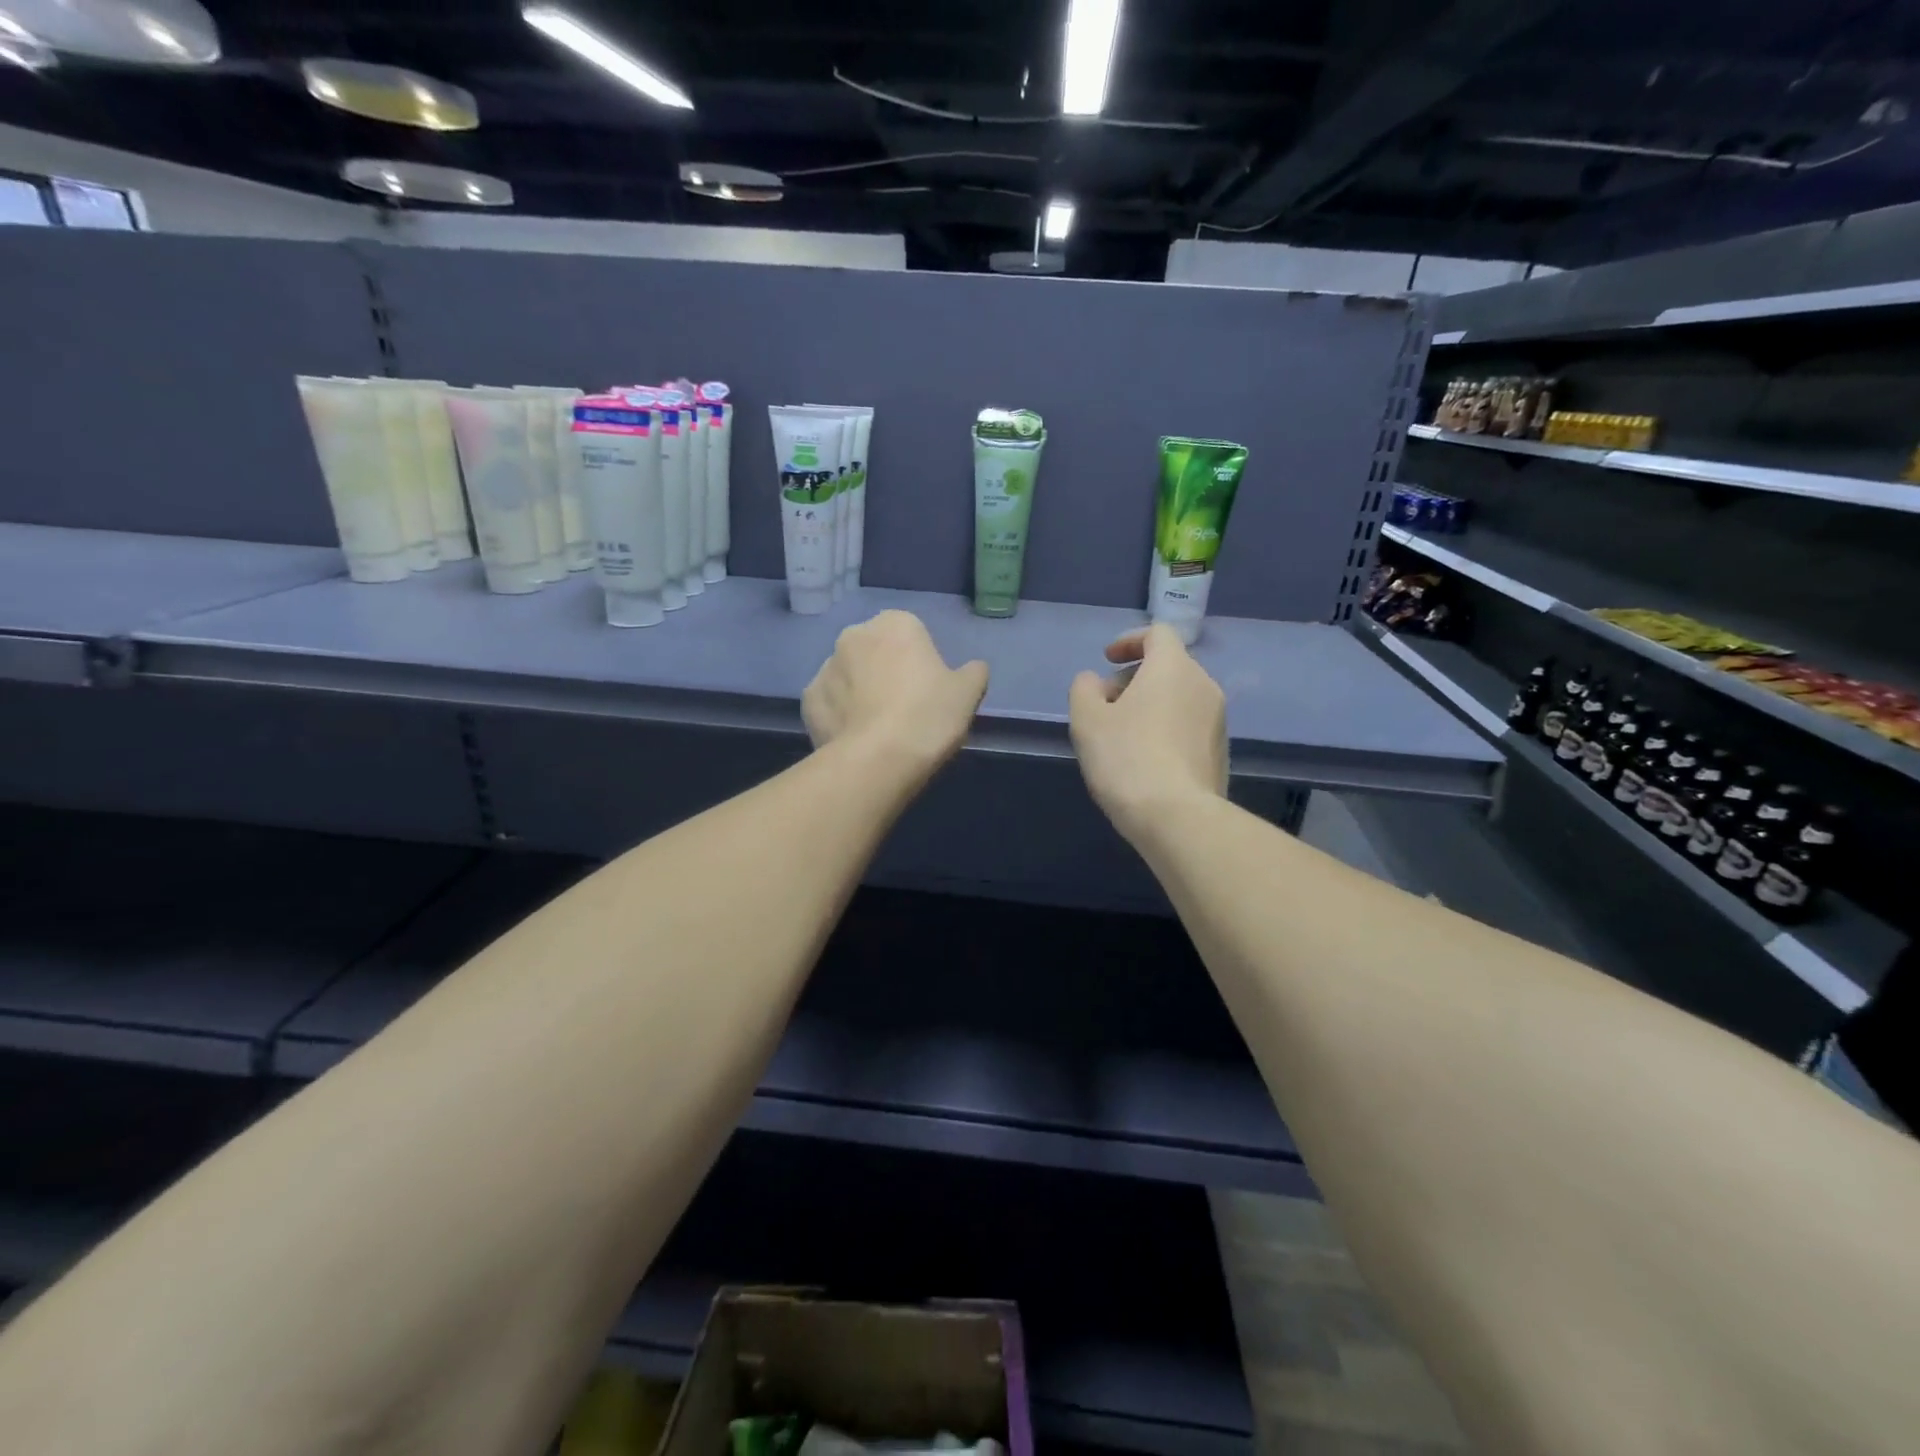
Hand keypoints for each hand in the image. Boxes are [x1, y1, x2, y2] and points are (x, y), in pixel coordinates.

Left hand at [803, 610, 988, 777]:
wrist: (877, 760)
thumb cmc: (928, 716)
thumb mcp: (969, 693)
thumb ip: (973, 672)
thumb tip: (973, 668)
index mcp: (896, 623)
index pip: (911, 633)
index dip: (920, 662)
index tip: (928, 691)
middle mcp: (854, 635)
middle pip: (875, 650)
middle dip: (885, 671)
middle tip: (904, 709)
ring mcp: (825, 667)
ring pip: (849, 676)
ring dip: (860, 691)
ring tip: (878, 728)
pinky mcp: (808, 699)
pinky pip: (830, 702)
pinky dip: (840, 715)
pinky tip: (855, 738)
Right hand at [1069, 624, 1227, 843]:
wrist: (1177, 817)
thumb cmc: (1127, 758)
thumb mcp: (1087, 720)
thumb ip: (1084, 689)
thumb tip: (1095, 682)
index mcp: (1173, 668)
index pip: (1157, 634)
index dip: (1129, 641)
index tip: (1107, 660)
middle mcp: (1204, 685)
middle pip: (1168, 666)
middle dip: (1134, 678)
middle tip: (1105, 705)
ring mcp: (1218, 721)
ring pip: (1179, 698)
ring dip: (1150, 705)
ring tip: (1121, 736)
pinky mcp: (1220, 752)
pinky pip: (1189, 726)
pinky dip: (1166, 729)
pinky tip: (1144, 760)